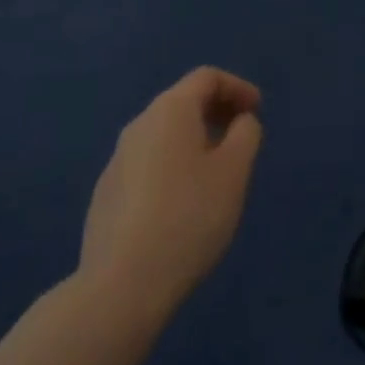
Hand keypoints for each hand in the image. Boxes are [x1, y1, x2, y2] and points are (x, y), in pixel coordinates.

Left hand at [79, 67, 263, 314]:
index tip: (258, 111)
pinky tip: (183, 201)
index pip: (206, 78)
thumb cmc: (188, 217)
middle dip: (216, 111)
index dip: (237, 87)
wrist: (121, 286)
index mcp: (170, 110)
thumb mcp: (234, 172)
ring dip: (195, 139)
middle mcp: (139, 125)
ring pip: (164, 135)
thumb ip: (246, 134)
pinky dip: (173, 165)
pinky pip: (148, 163)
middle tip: (242, 136)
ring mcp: (117, 161)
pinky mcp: (106, 195)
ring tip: (217, 170)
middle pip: (182, 102)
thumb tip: (240, 121)